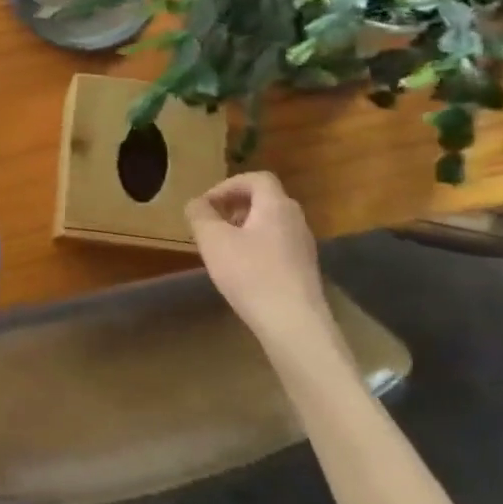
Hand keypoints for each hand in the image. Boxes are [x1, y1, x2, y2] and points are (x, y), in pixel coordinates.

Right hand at [186, 172, 338, 352]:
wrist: (294, 325)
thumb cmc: (251, 275)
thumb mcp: (213, 241)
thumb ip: (200, 216)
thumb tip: (196, 203)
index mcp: (276, 205)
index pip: (256, 178)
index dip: (229, 185)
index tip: (208, 204)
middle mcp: (295, 220)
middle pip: (266, 200)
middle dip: (237, 206)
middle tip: (215, 223)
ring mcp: (304, 247)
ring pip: (273, 224)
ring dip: (247, 228)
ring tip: (225, 248)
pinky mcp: (306, 271)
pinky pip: (279, 246)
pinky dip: (259, 248)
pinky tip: (244, 272)